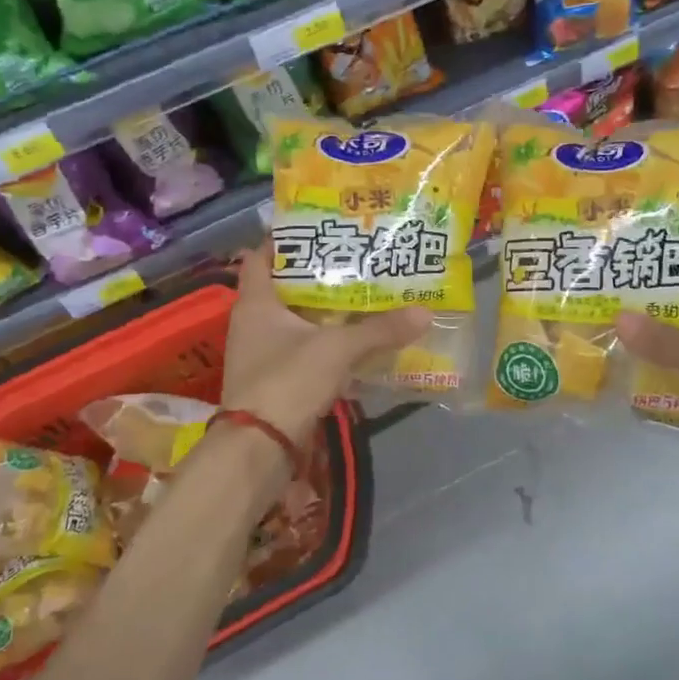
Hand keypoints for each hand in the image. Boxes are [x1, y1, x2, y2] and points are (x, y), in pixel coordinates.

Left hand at [221, 245, 429, 445]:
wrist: (260, 449)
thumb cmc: (287, 381)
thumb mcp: (337, 349)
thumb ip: (380, 330)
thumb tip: (425, 312)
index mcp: (256, 303)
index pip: (261, 257)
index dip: (285, 240)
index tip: (320, 230)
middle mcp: (253, 323)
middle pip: (286, 288)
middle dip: (319, 276)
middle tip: (356, 260)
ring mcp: (262, 354)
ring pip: (297, 321)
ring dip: (326, 312)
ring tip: (364, 296)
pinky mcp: (275, 381)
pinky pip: (304, 350)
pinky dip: (327, 343)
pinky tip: (357, 341)